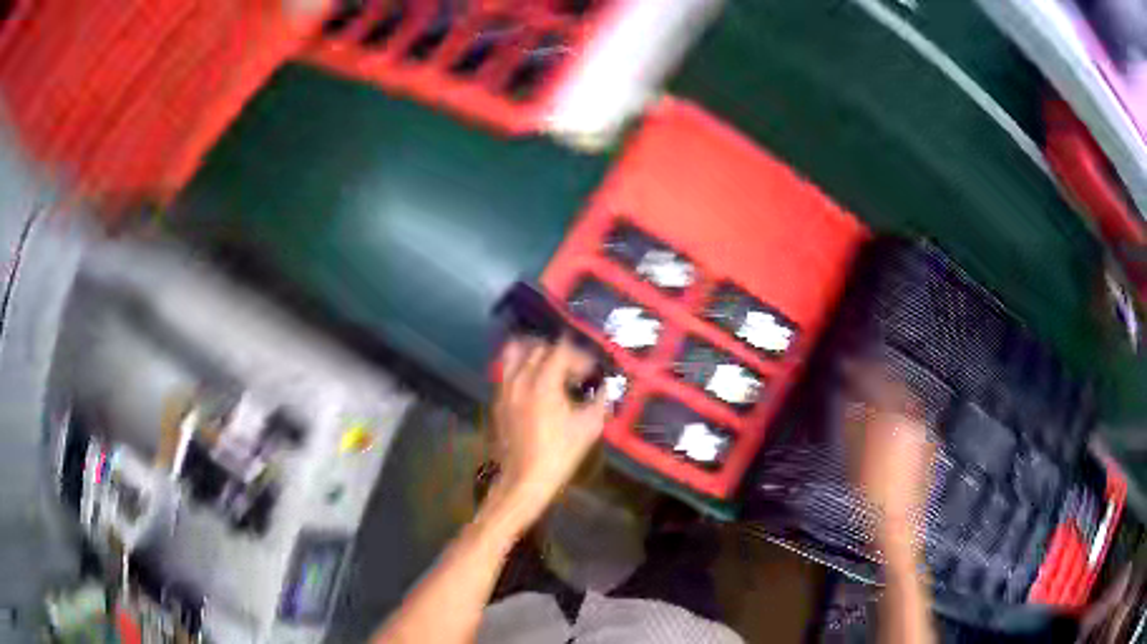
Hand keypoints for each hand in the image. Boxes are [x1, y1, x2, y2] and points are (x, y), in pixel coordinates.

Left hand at [488, 337, 608, 528]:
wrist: (525, 479)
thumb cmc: (560, 453)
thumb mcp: (589, 427)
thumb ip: (600, 400)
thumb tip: (606, 387)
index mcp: (543, 382)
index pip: (562, 349)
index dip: (579, 356)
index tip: (591, 372)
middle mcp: (520, 378)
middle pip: (539, 348)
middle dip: (560, 355)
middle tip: (575, 373)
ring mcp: (505, 388)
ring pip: (516, 353)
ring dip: (535, 354)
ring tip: (549, 368)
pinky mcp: (497, 400)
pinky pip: (506, 370)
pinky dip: (520, 367)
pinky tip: (534, 384)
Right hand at [846, 365, 934, 546]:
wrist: (899, 524)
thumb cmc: (873, 494)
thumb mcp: (855, 458)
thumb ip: (853, 422)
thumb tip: (849, 400)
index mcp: (896, 418)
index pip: (876, 383)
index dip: (859, 371)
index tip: (846, 364)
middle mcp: (915, 418)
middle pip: (896, 386)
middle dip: (878, 377)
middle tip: (860, 374)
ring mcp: (925, 431)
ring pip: (906, 401)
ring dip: (889, 393)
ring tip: (873, 394)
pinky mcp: (929, 445)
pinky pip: (912, 417)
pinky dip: (899, 411)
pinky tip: (888, 421)